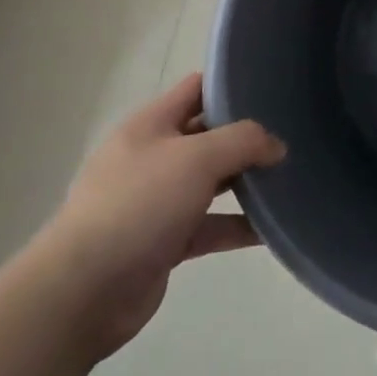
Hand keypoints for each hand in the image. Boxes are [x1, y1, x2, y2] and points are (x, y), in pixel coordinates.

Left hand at [32, 73, 285, 358]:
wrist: (84, 290)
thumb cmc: (139, 204)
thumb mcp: (197, 158)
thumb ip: (243, 141)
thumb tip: (277, 145)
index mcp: (151, 124)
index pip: (197, 89)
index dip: (232, 84)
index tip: (273, 88)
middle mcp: (153, 156)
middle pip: (207, 136)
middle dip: (246, 137)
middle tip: (292, 136)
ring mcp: (157, 201)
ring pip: (211, 183)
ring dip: (245, 182)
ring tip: (290, 179)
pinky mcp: (164, 241)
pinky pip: (209, 226)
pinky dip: (237, 225)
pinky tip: (272, 229)